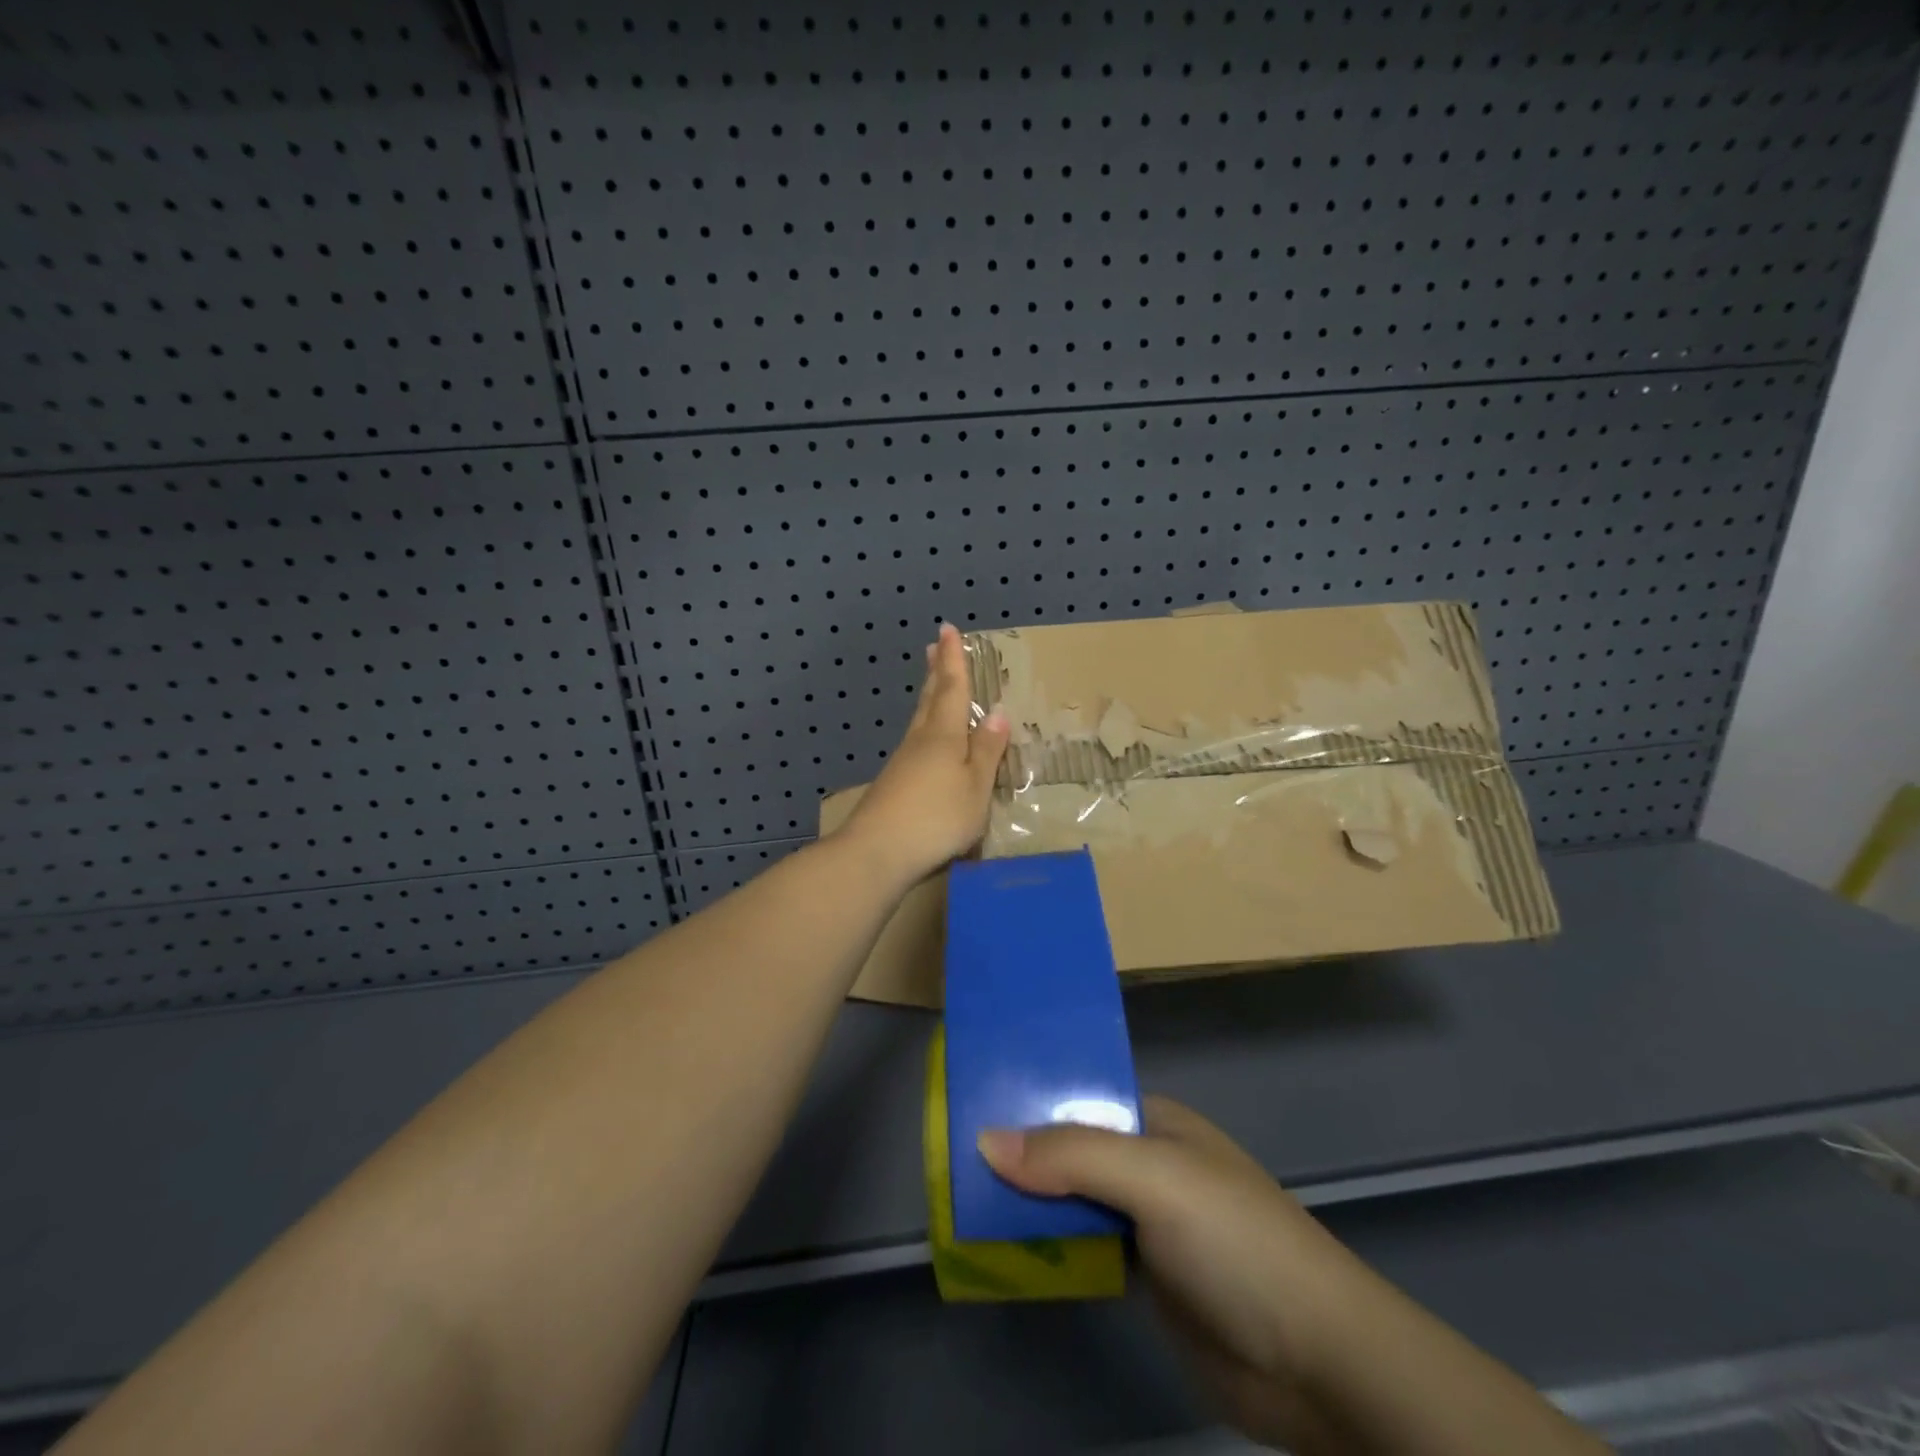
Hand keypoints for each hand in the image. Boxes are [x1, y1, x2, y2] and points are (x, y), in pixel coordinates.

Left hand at [835, 623, 1010, 889]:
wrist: (876, 853)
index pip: (951, 688)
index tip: (948, 630)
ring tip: (932, 684)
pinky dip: (925, 730)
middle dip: (935, 672)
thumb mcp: (974, 787)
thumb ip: (985, 752)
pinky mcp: (893, 785)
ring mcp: (902, 763)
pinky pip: (916, 744)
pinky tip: (927, 742)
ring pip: (919, 721)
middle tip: (934, 647)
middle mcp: (919, 741)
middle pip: (928, 699)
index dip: (953, 660)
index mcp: (943, 735)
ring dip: (927, 698)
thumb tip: (997, 714)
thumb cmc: (936, 818)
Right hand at [978, 1098, 1354, 1449]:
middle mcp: (1147, 1162)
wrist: (1317, 1361)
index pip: (1077, 1097)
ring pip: (1072, 1199)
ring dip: (1028, 1201)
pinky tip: (1006, 1248)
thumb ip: (1070, 1155)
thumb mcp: (1153, 1180)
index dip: (1026, 1099)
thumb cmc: (1235, 1242)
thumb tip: (984, 1140)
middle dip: (1018, 1153)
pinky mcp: (1144, 1275)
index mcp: (1154, 1122)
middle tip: (950, 1158)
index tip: (966, 1103)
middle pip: (1069, 1148)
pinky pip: (1082, 1248)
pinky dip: (1048, 1246)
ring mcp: (1146, 1221)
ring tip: (961, 1198)